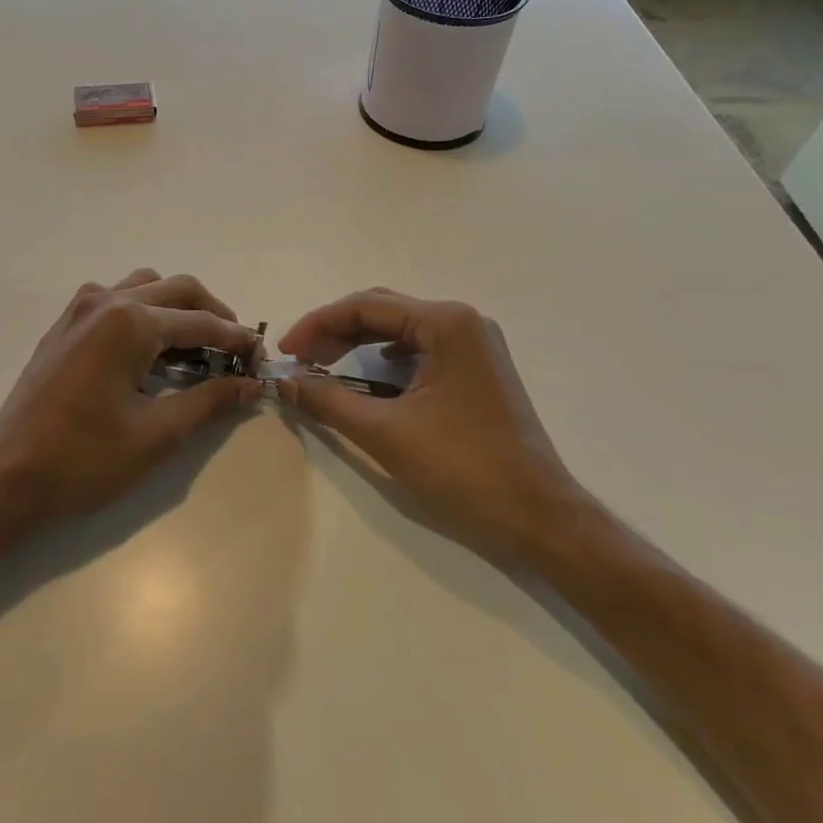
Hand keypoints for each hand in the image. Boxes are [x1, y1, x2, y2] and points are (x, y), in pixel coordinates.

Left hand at [0, 269, 262, 522]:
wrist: (5, 477)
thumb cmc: (83, 459)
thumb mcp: (156, 434)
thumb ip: (209, 401)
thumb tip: (249, 385)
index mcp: (129, 322)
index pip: (201, 321)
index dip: (237, 340)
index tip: (261, 360)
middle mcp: (105, 301)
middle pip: (177, 290)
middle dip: (213, 315)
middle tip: (236, 351)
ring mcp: (80, 310)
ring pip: (145, 287)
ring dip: (177, 309)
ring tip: (197, 347)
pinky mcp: (65, 326)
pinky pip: (117, 301)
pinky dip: (145, 314)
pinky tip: (152, 352)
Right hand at [276, 290, 579, 564]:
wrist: (538, 517)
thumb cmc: (463, 469)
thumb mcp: (385, 433)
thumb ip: (328, 401)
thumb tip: (284, 381)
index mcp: (445, 323)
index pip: (364, 306)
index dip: (317, 325)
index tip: (285, 353)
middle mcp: (462, 321)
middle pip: (382, 311)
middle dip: (335, 331)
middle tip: (299, 361)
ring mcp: (475, 344)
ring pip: (401, 328)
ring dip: (358, 343)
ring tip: (323, 366)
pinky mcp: (478, 369)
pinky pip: (421, 347)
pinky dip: (386, 357)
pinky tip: (369, 375)